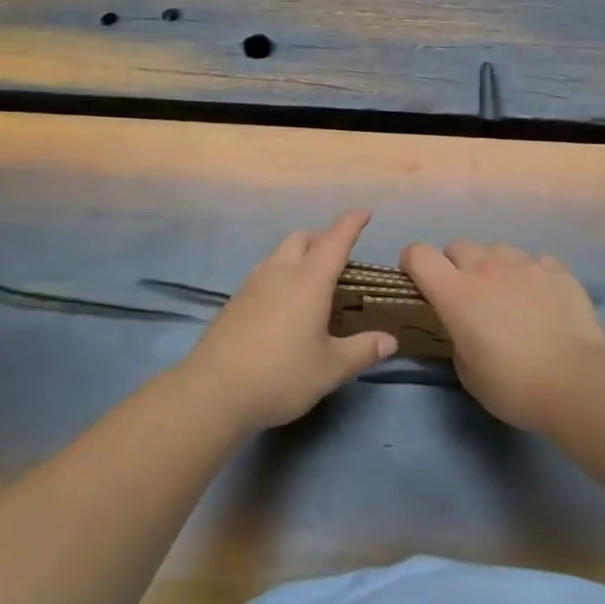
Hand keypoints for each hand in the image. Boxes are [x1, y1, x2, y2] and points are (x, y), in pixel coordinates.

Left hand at [182, 211, 397, 431]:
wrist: (214, 391)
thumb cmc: (281, 375)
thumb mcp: (330, 368)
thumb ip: (362, 350)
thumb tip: (390, 340)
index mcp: (308, 280)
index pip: (335, 240)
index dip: (351, 223)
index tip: (364, 212)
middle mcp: (280, 272)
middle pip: (302, 237)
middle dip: (323, 238)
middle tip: (339, 258)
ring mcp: (252, 283)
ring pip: (280, 253)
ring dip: (300, 255)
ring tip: (313, 281)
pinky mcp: (235, 300)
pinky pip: (264, 272)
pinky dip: (281, 274)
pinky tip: (284, 304)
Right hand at [401, 240, 604, 430]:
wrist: (577, 382)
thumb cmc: (513, 385)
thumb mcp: (468, 373)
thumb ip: (457, 340)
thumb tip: (465, 330)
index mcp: (455, 292)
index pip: (418, 254)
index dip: (412, 264)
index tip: (418, 282)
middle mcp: (486, 267)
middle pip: (457, 246)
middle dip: (456, 265)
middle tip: (469, 296)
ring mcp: (524, 264)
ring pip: (497, 249)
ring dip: (495, 267)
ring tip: (509, 295)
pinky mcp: (557, 270)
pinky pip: (536, 261)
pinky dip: (533, 275)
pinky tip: (543, 300)